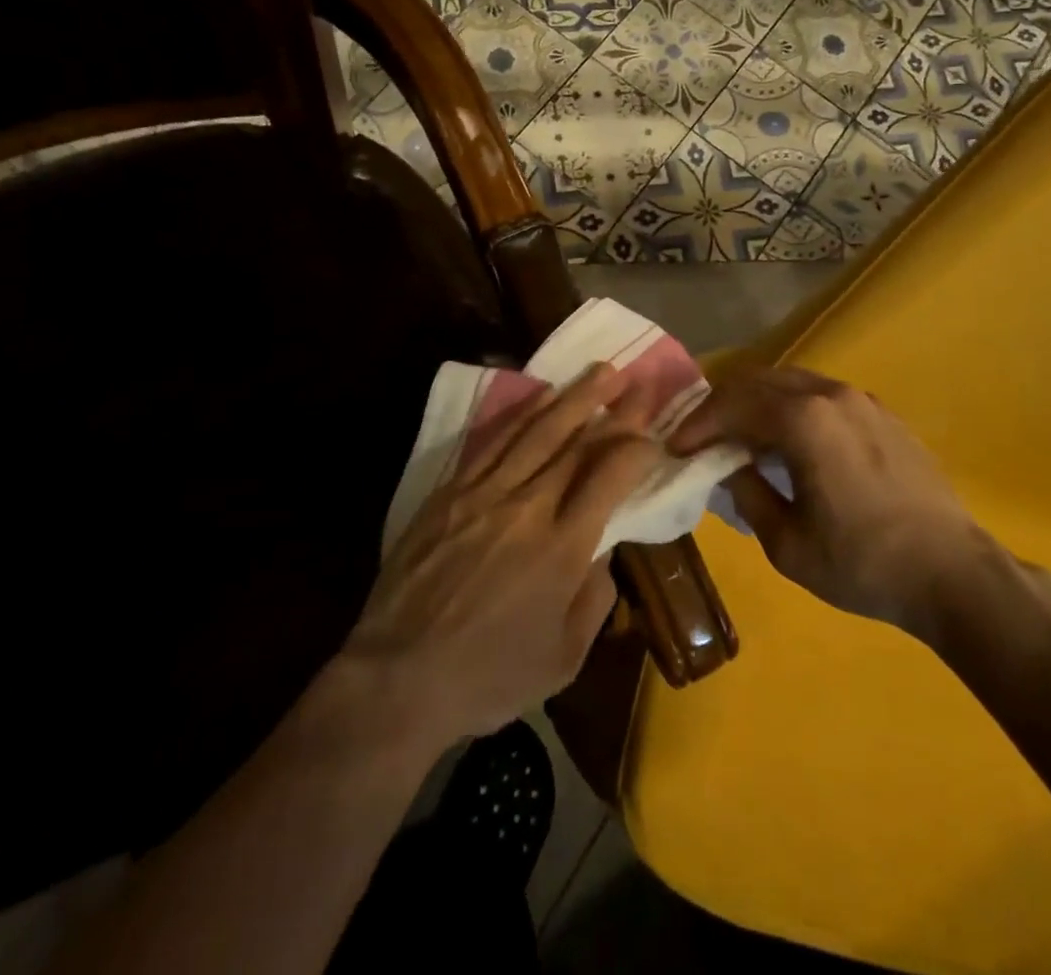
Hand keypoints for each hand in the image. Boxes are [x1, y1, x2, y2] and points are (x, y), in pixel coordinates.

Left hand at [343, 364, 660, 748]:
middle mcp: (527, 509)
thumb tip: (604, 549)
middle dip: (615, 409)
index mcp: (561, 550)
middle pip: (577, 444)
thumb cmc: (488, 677)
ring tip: (600, 372)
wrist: (397, 678)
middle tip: (638, 380)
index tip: (653, 433)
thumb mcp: (562, 659)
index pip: (609, 479)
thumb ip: (594, 598)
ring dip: (574, 398)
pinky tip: (542, 396)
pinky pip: (494, 442)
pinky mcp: (451, 492)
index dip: (636, 449)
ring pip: (537, 432)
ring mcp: (484, 494)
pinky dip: (522, 414)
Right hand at [670, 367, 987, 630]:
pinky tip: (788, 442)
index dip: (697, 424)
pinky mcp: (881, 413)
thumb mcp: (786, 542)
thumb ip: (746, 493)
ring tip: (739, 437)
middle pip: (758, 380)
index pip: (732, 405)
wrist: (953, 573)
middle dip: (722, 404)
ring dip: (756, 403)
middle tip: (700, 436)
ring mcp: (860, 400)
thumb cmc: (862, 563)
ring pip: (790, 382)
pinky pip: (821, 395)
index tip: (676, 448)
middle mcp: (830, 395)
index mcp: (803, 420)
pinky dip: (790, 407)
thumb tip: (726, 466)